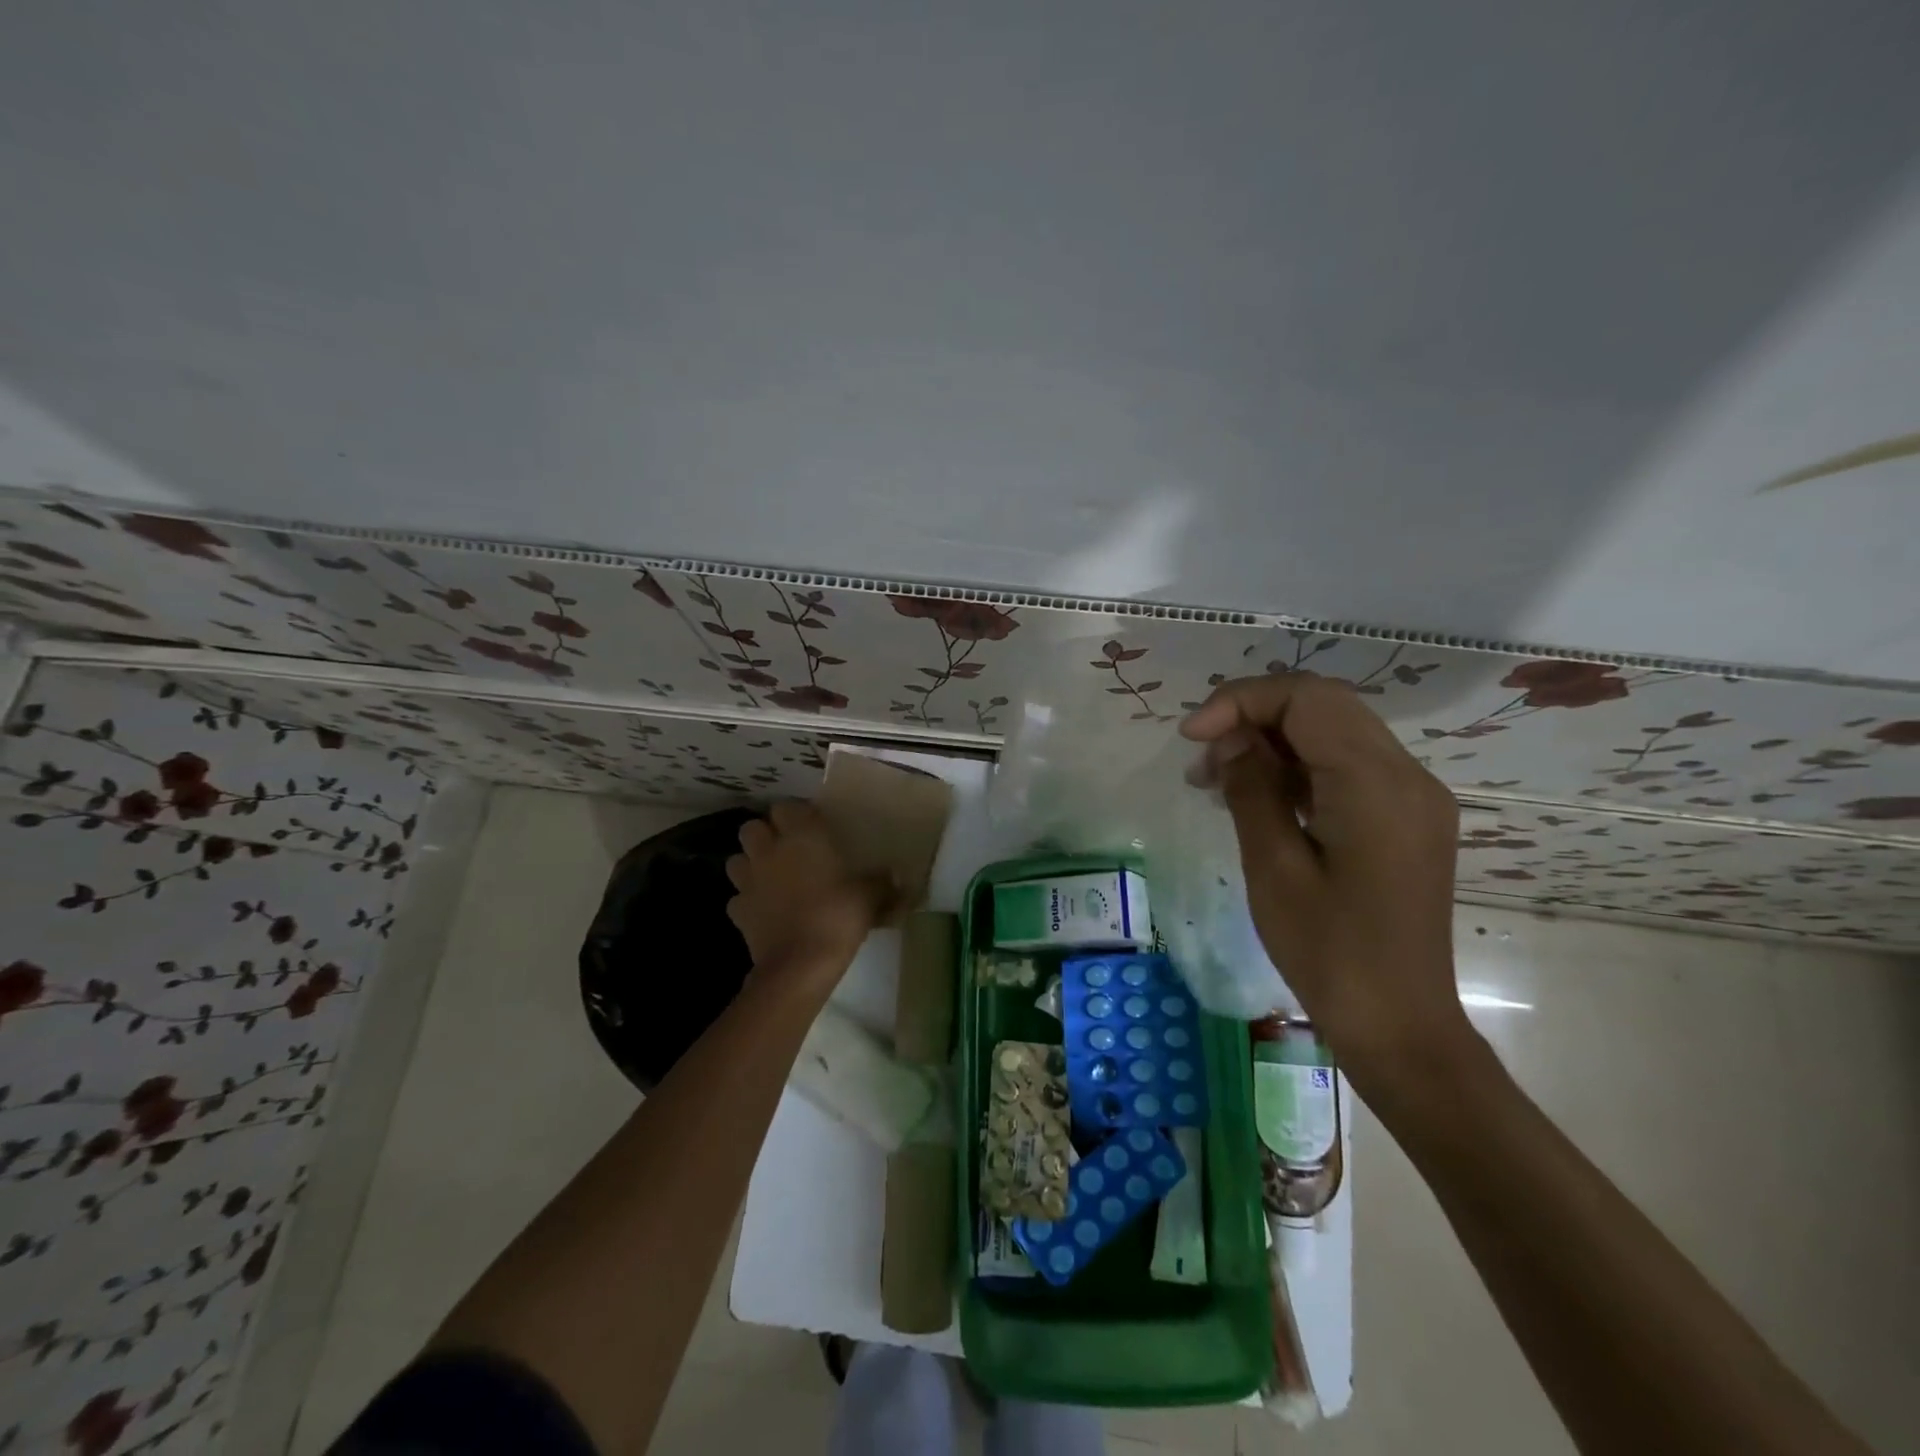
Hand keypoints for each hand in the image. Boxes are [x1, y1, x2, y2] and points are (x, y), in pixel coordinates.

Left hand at [725, 802, 886, 986]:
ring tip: (770, 876)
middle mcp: (769, 851)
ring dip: (750, 863)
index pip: (787, 807)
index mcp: (802, 836)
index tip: (813, 827)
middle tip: (787, 849)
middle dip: (765, 834)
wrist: (799, 965)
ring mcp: (748, 881)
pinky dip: (747, 900)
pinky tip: (764, 910)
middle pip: (752, 827)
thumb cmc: (836, 917)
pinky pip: (737, 897)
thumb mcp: (869, 897)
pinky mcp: (738, 911)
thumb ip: (881, 882)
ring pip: (737, 859)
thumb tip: (895, 877)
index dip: (796, 814)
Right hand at [1180, 672, 1470, 1082]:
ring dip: (1274, 742)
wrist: (1399, 1025)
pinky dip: (1299, 768)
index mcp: (1377, 784)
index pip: (1307, 699)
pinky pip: (1348, 767)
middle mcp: (1408, 775)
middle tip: (1202, 757)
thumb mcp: (1273, 867)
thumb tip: (1229, 737)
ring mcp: (1414, 797)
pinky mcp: (1407, 819)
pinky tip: (1259, 797)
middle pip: (1324, 706)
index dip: (1241, 701)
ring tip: (1217, 780)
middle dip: (1254, 717)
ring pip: (1335, 733)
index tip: (1191, 736)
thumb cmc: (1328, 952)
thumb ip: (1251, 787)